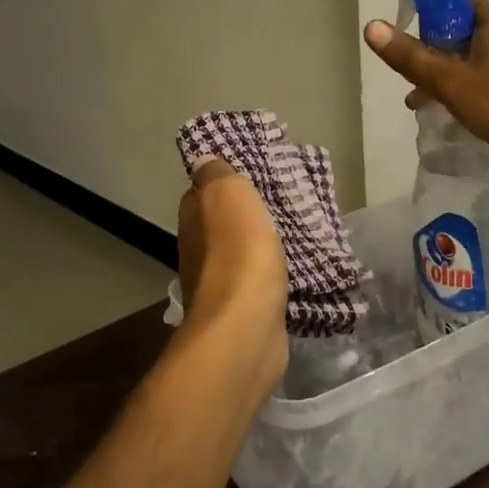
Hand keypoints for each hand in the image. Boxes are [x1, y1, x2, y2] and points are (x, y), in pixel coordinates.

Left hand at [176, 159, 287, 388]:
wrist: (246, 326)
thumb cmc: (239, 253)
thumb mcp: (228, 195)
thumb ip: (217, 175)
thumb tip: (204, 162)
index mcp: (193, 221)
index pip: (201, 193)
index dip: (223, 182)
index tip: (252, 174)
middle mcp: (199, 252)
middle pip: (221, 225)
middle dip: (246, 215)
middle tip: (282, 202)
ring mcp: (220, 285)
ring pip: (242, 254)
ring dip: (261, 245)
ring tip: (295, 233)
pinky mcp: (243, 311)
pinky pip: (259, 282)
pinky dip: (272, 274)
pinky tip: (294, 269)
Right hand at [363, 0, 488, 189]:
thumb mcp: (451, 81)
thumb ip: (411, 57)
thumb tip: (371, 26)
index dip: (425, 2)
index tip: (399, 18)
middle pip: (455, 31)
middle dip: (426, 46)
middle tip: (401, 66)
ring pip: (464, 61)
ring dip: (438, 75)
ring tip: (413, 99)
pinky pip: (476, 84)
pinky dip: (456, 93)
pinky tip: (441, 116)